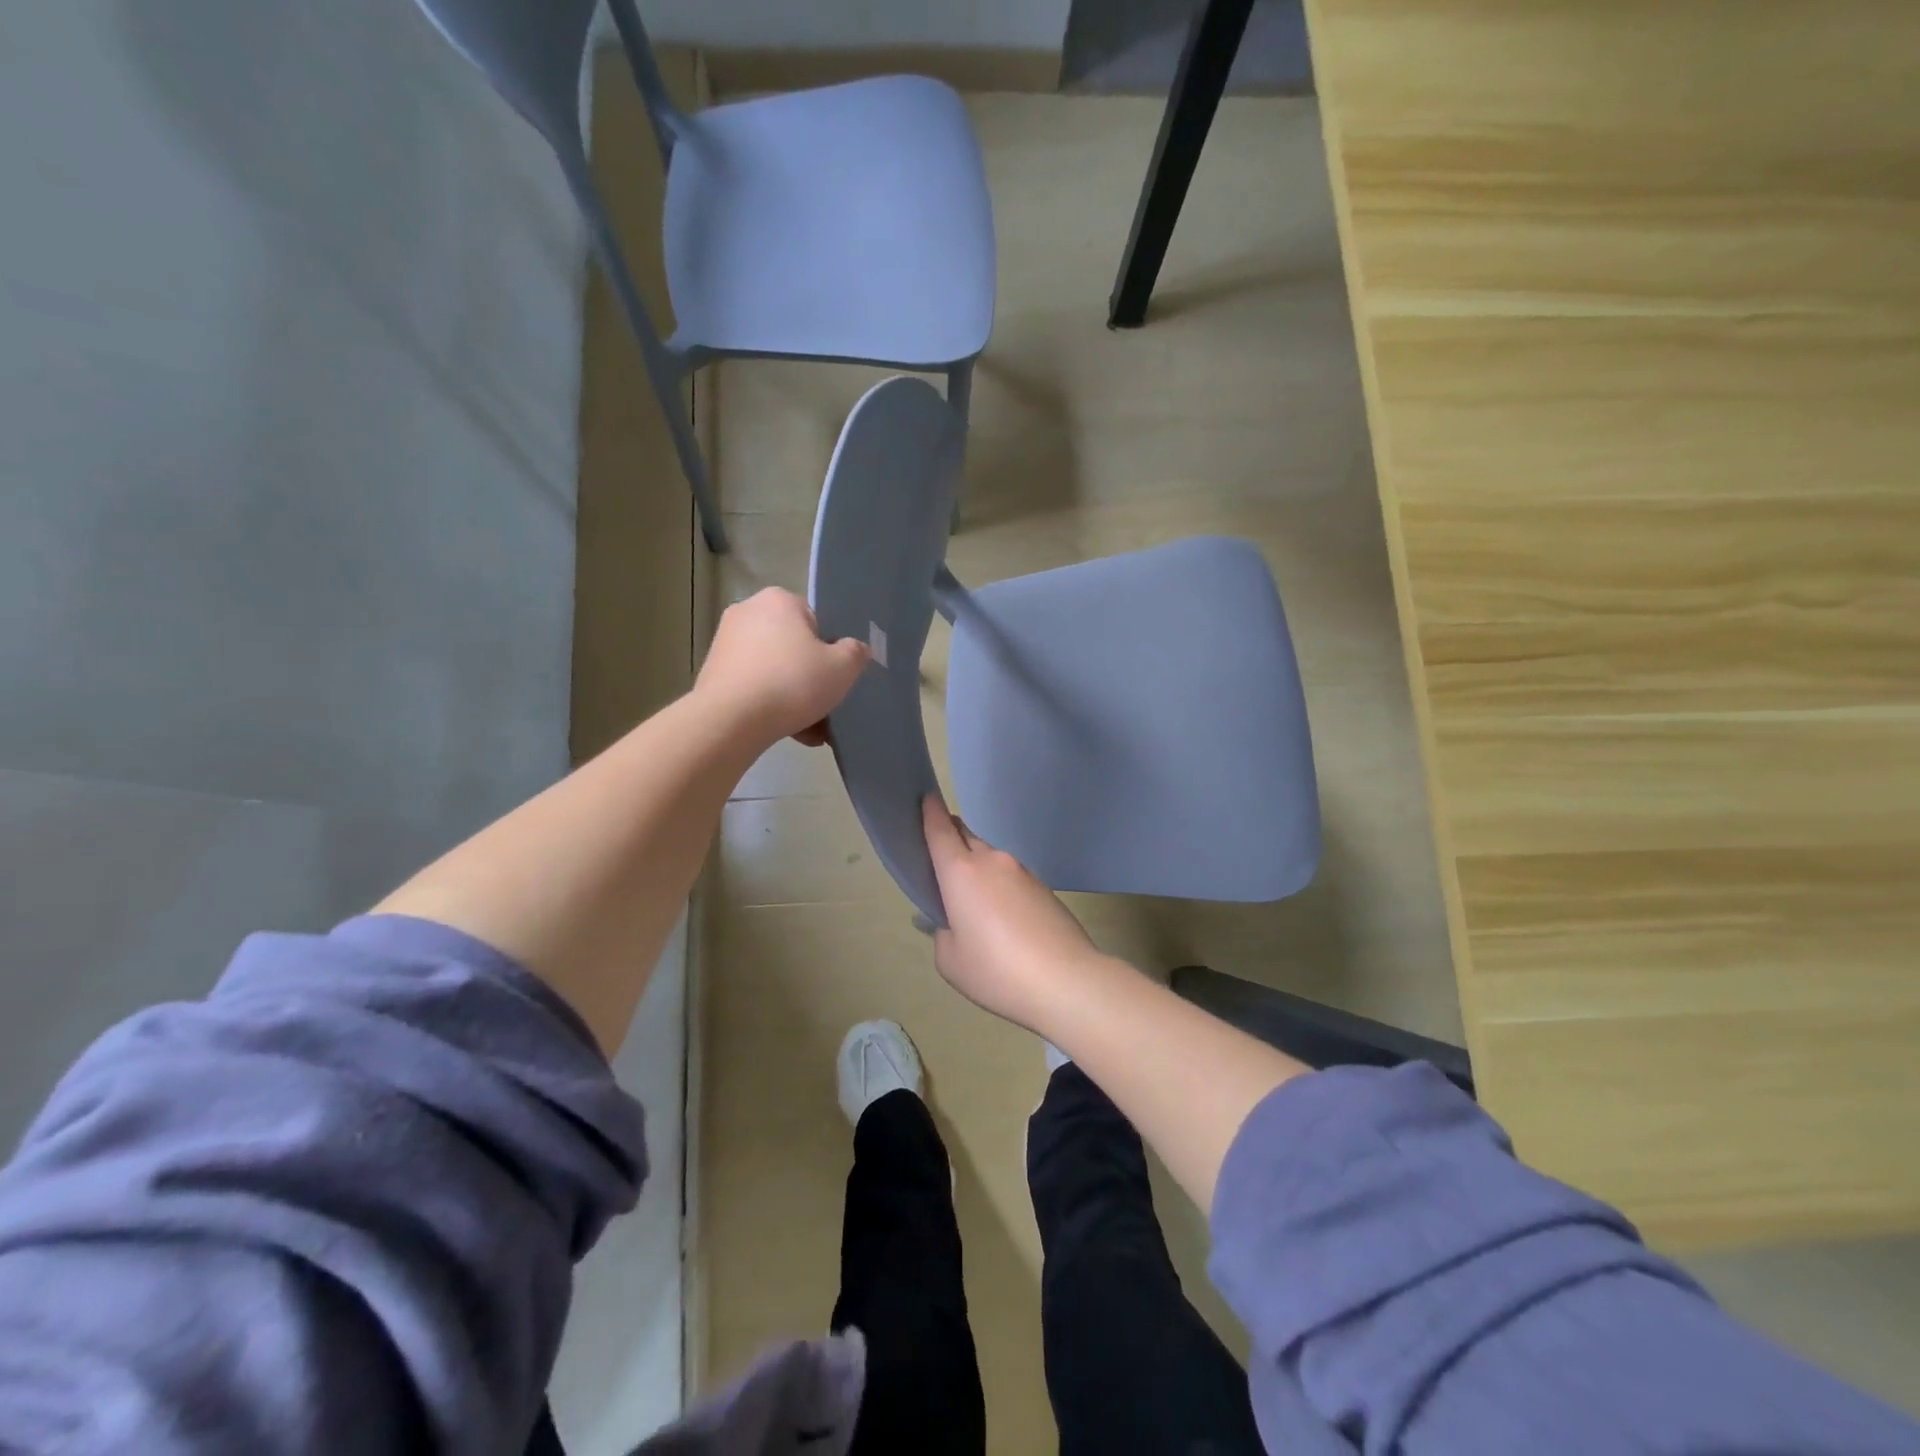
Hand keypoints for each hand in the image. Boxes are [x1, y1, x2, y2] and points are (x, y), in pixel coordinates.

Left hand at [696, 589, 869, 748]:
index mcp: (779, 600)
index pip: (816, 621)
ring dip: (794, 697)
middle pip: (794, 647)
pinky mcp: (712, 673)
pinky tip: (790, 733)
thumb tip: (854, 649)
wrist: (730, 721)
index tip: (836, 677)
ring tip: (811, 731)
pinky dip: (771, 706)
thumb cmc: (792, 683)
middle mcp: (748, 612)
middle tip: (826, 705)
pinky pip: (754, 686)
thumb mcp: (842, 668)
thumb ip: (855, 653)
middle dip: (811, 677)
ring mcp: (725, 643)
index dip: (831, 650)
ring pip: (774, 670)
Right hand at [921, 796, 1109, 1030]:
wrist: (1066, 980)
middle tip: (940, 860)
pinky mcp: (1044, 888)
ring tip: (974, 905)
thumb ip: (943, 933)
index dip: (930, 811)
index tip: (925, 798)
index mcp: (961, 872)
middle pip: (966, 837)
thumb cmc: (996, 970)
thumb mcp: (950, 960)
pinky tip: (1004, 921)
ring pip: (990, 859)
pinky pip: (1011, 878)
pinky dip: (1000, 887)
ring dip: (977, 869)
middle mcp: (991, 861)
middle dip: (951, 839)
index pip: (940, 829)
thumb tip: (955, 922)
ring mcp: (1022, 872)